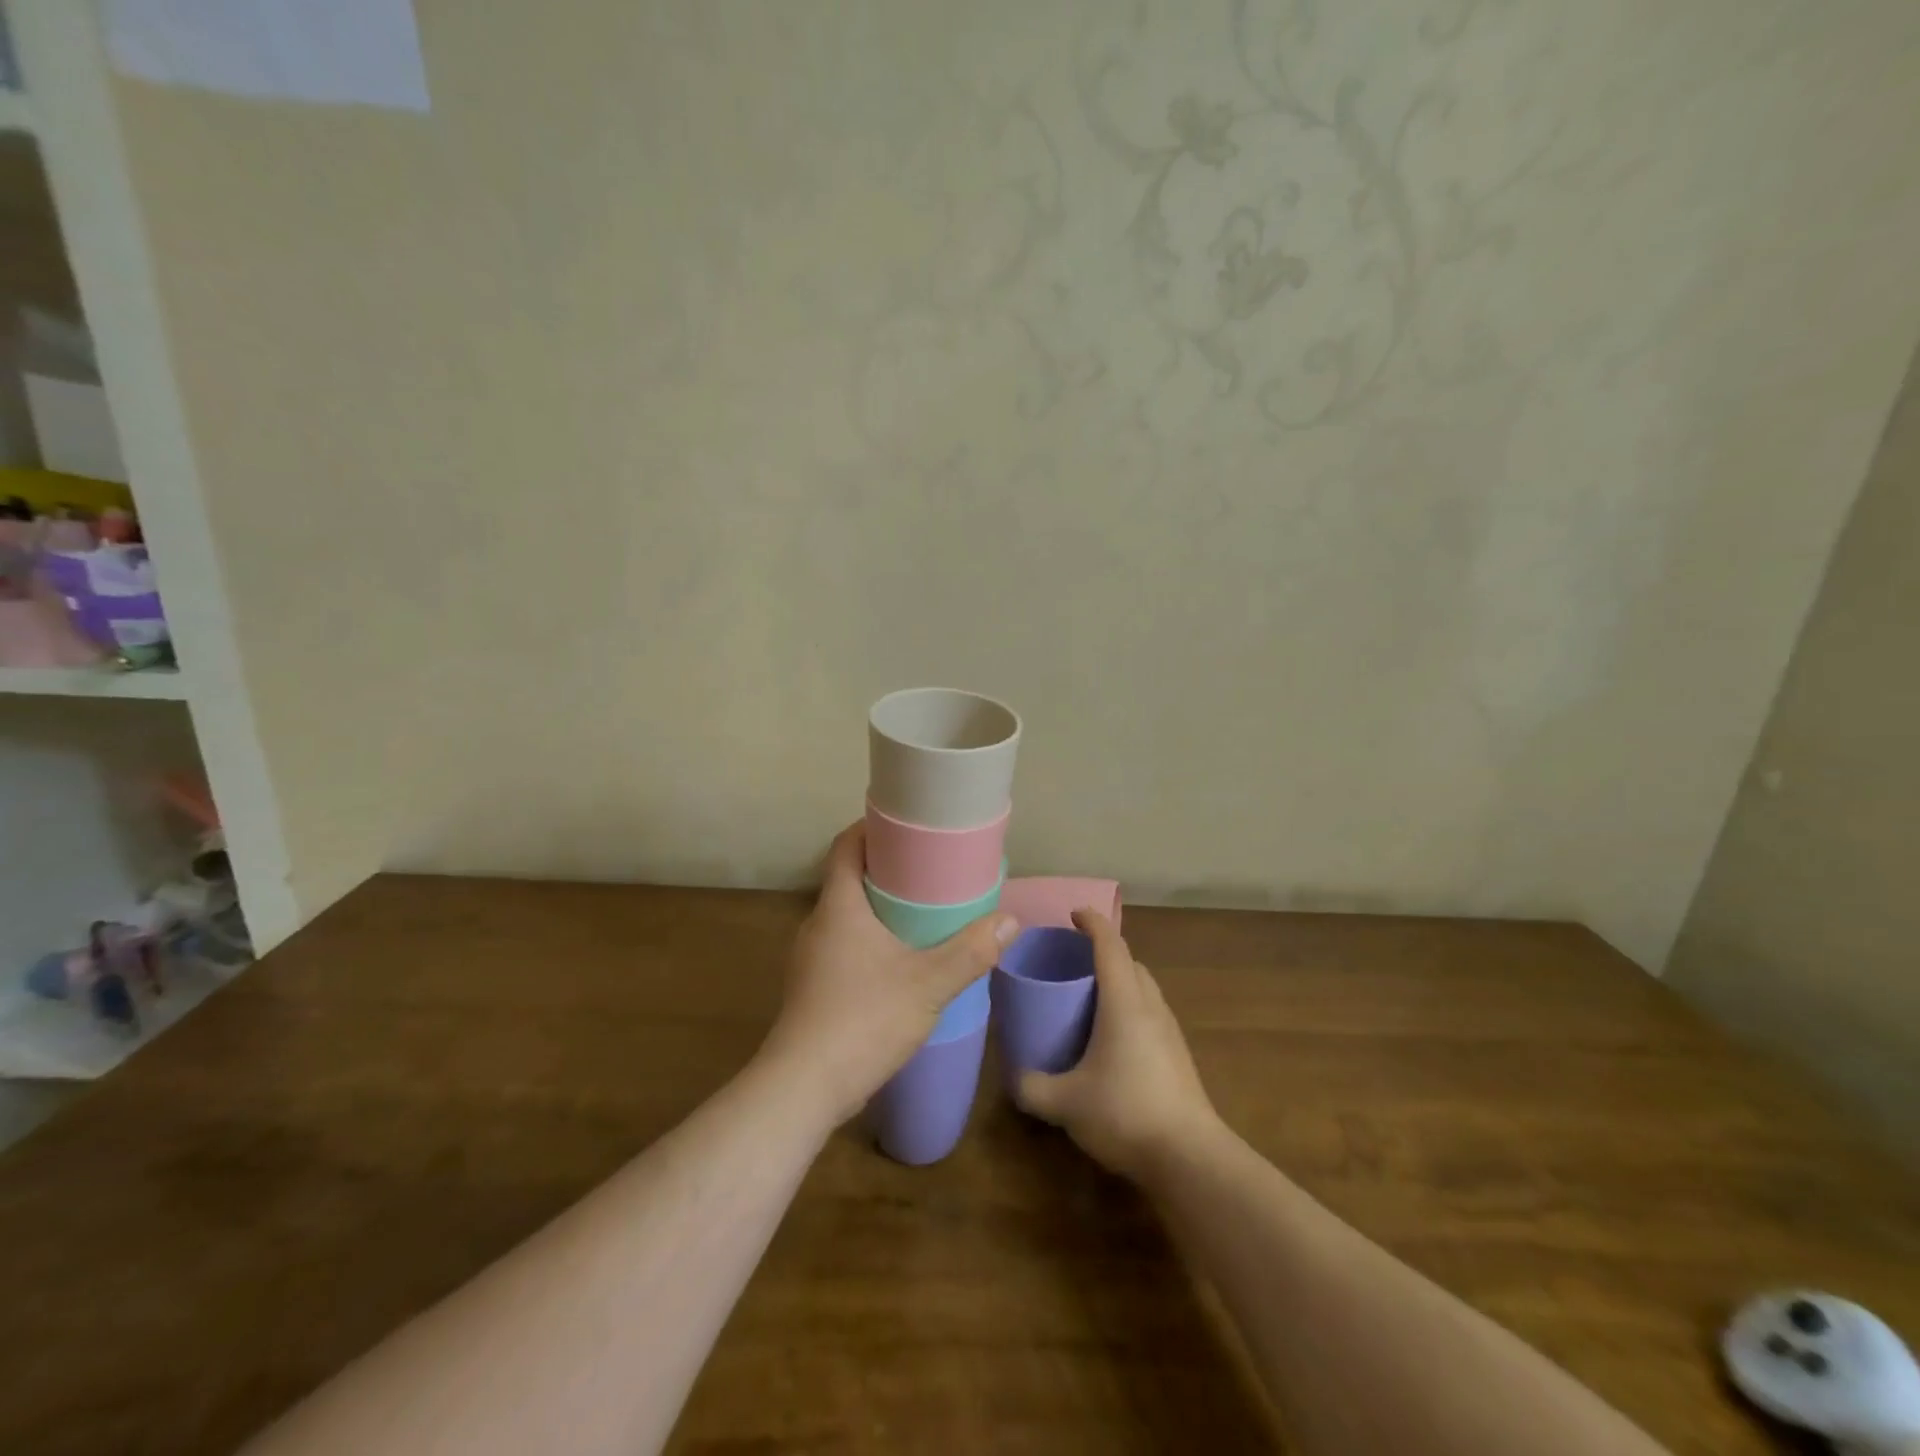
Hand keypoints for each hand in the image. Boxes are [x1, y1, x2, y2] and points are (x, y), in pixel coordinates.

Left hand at [758, 822, 1016, 1128]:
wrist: (803, 1089)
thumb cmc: (863, 1020)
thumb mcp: (928, 984)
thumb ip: (970, 951)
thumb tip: (1010, 920)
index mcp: (838, 907)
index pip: (846, 846)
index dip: (871, 828)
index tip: (906, 824)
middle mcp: (819, 924)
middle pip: (849, 878)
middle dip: (887, 868)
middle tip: (930, 867)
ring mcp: (812, 958)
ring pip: (848, 915)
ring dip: (880, 907)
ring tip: (923, 910)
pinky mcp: (814, 987)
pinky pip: (846, 944)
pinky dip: (872, 939)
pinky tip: (902, 960)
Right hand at [1017, 909, 1217, 1181]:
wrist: (1190, 1158)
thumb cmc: (1125, 1113)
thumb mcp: (1065, 1102)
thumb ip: (1032, 1086)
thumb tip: (1015, 1077)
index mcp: (1124, 1001)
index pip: (1110, 944)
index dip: (1092, 922)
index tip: (1072, 914)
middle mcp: (1150, 1006)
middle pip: (1130, 962)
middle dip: (1104, 952)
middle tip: (1073, 962)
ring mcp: (1169, 1030)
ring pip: (1143, 988)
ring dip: (1119, 980)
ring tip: (1089, 998)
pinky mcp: (1178, 1055)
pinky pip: (1150, 1012)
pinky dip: (1129, 1007)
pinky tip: (1111, 1038)